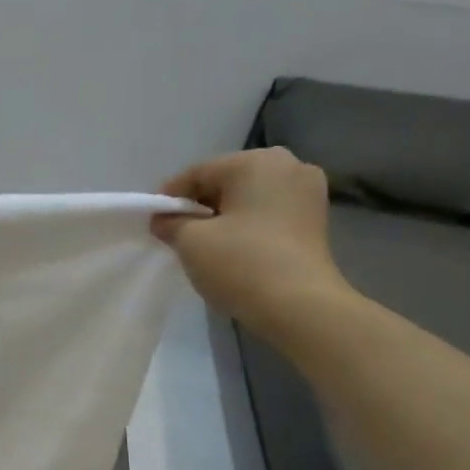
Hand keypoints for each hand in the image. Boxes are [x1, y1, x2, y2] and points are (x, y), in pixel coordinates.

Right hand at [151, 149, 353, 342]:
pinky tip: (233, 248)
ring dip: (224, 216)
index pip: (198, 173)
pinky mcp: (316, 220)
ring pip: (249, 198)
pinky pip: (269, 213)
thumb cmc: (241, 264)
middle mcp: (289, 166)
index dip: (170, 197)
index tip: (153, 221)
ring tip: (204, 243)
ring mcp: (308, 193)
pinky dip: (247, 225)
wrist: (301, 308)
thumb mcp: (191, 241)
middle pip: (227, 182)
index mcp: (257, 162)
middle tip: (176, 232)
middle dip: (199, 205)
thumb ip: (170, 223)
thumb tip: (163, 219)